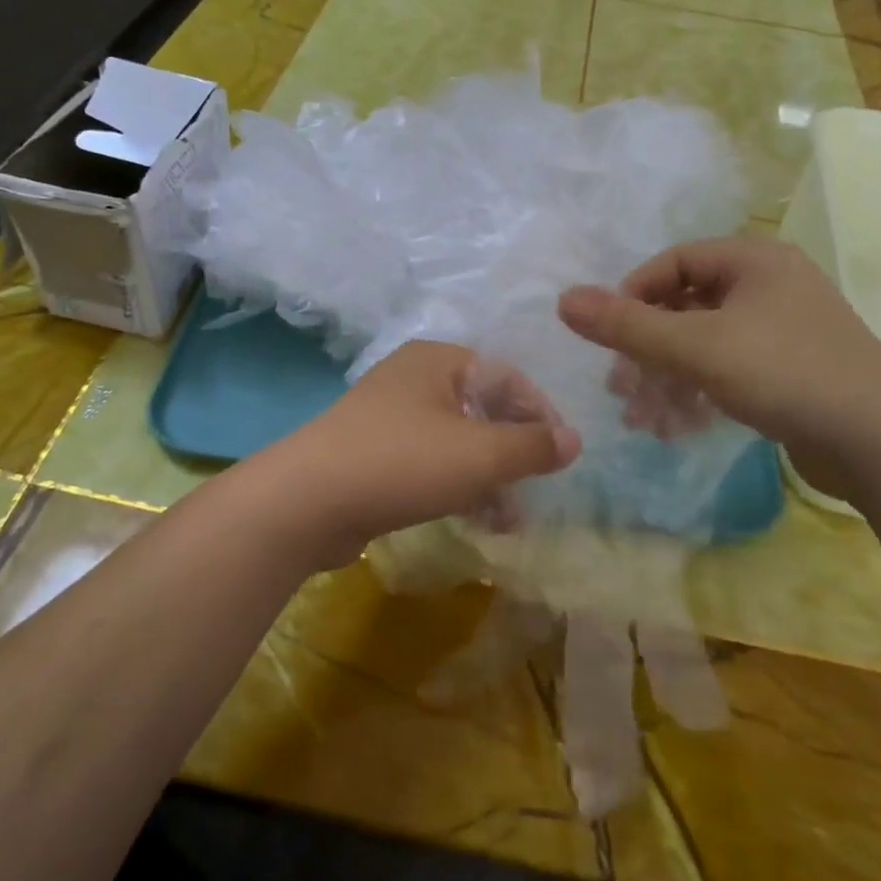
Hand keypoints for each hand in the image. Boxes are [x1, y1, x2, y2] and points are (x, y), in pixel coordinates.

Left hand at [262, 341, 580, 567]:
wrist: (306, 502)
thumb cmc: (402, 462)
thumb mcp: (479, 453)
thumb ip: (532, 446)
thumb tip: (573, 441)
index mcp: (438, 361)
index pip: (507, 377)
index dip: (541, 415)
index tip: (561, 456)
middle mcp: (413, 380)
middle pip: (482, 409)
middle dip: (513, 453)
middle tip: (536, 490)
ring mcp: (389, 418)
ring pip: (457, 441)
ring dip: (488, 477)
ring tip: (511, 519)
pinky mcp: (374, 455)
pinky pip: (430, 463)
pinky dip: (457, 486)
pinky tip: (477, 520)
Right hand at [557, 235, 880, 497]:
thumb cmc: (785, 374)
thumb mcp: (695, 347)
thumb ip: (626, 325)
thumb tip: (563, 300)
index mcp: (754, 260)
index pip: (673, 262)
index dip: (633, 295)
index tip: (610, 337)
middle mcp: (770, 285)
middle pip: (685, 306)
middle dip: (646, 349)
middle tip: (620, 387)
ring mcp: (784, 330)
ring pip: (704, 344)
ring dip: (666, 379)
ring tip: (641, 419)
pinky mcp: (791, 371)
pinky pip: (728, 370)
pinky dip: (698, 393)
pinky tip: (676, 427)